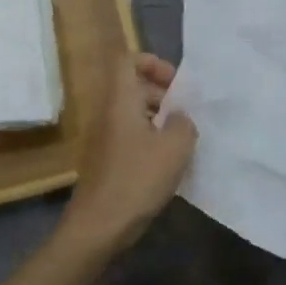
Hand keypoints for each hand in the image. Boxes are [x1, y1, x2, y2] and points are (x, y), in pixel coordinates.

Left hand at [63, 52, 196, 254]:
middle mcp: (108, 113)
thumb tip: (179, 117)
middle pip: (132, 86)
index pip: (127, 60)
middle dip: (161, 93)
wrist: (99, 224)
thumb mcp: (175, 148)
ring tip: (183, 138)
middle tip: (186, 113)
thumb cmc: (137, 179)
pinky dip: (150, 139)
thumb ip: (184, 123)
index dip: (152, 62)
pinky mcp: (107, 159)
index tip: (175, 82)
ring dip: (158, 118)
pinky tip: (169, 162)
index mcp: (120, 101)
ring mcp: (105, 137)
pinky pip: (130, 135)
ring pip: (133, 113)